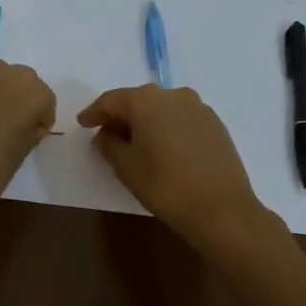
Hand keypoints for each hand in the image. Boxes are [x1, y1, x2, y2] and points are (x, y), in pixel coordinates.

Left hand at [0, 61, 55, 225]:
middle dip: (18, 97)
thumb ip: (30, 129)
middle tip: (10, 123)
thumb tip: (28, 123)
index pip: (44, 97)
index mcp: (28, 92)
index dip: (40, 116)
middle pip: (19, 78)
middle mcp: (1, 74)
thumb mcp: (22, 153)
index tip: (32, 133)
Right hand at [78, 85, 271, 248]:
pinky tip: (163, 149)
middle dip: (120, 116)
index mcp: (146, 100)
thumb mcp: (126, 167)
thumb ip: (109, 145)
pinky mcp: (215, 124)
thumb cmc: (165, 186)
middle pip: (138, 101)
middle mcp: (173, 95)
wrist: (222, 209)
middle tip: (106, 135)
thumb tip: (105, 135)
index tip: (82, 124)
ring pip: (162, 109)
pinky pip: (181, 120)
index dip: (94, 113)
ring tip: (135, 144)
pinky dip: (167, 129)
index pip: (111, 100)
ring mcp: (198, 108)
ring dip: (145, 122)